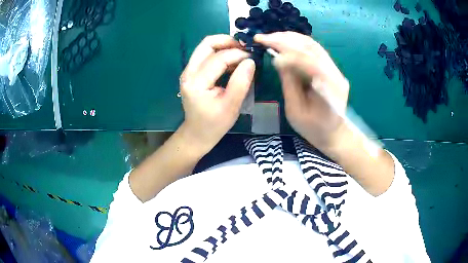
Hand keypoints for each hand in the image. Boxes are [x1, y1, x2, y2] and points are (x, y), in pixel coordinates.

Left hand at [179, 35, 255, 153]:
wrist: (197, 134)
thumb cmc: (214, 124)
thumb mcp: (231, 106)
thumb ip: (241, 82)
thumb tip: (250, 61)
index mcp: (196, 82)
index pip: (218, 58)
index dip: (238, 54)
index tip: (253, 58)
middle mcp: (188, 72)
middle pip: (207, 44)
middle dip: (228, 41)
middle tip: (245, 48)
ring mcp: (188, 71)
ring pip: (206, 47)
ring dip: (224, 46)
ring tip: (241, 53)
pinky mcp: (192, 72)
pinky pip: (206, 55)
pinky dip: (220, 53)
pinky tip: (233, 61)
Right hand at [255, 32, 349, 149]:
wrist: (334, 133)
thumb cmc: (314, 129)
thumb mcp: (296, 111)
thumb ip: (289, 84)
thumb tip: (278, 59)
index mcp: (329, 88)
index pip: (309, 61)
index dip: (287, 53)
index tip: (267, 50)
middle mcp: (335, 74)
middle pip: (311, 47)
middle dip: (285, 39)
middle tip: (262, 37)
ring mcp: (335, 69)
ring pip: (312, 44)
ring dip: (289, 38)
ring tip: (270, 37)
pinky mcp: (331, 67)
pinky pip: (313, 49)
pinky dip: (296, 42)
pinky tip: (283, 41)